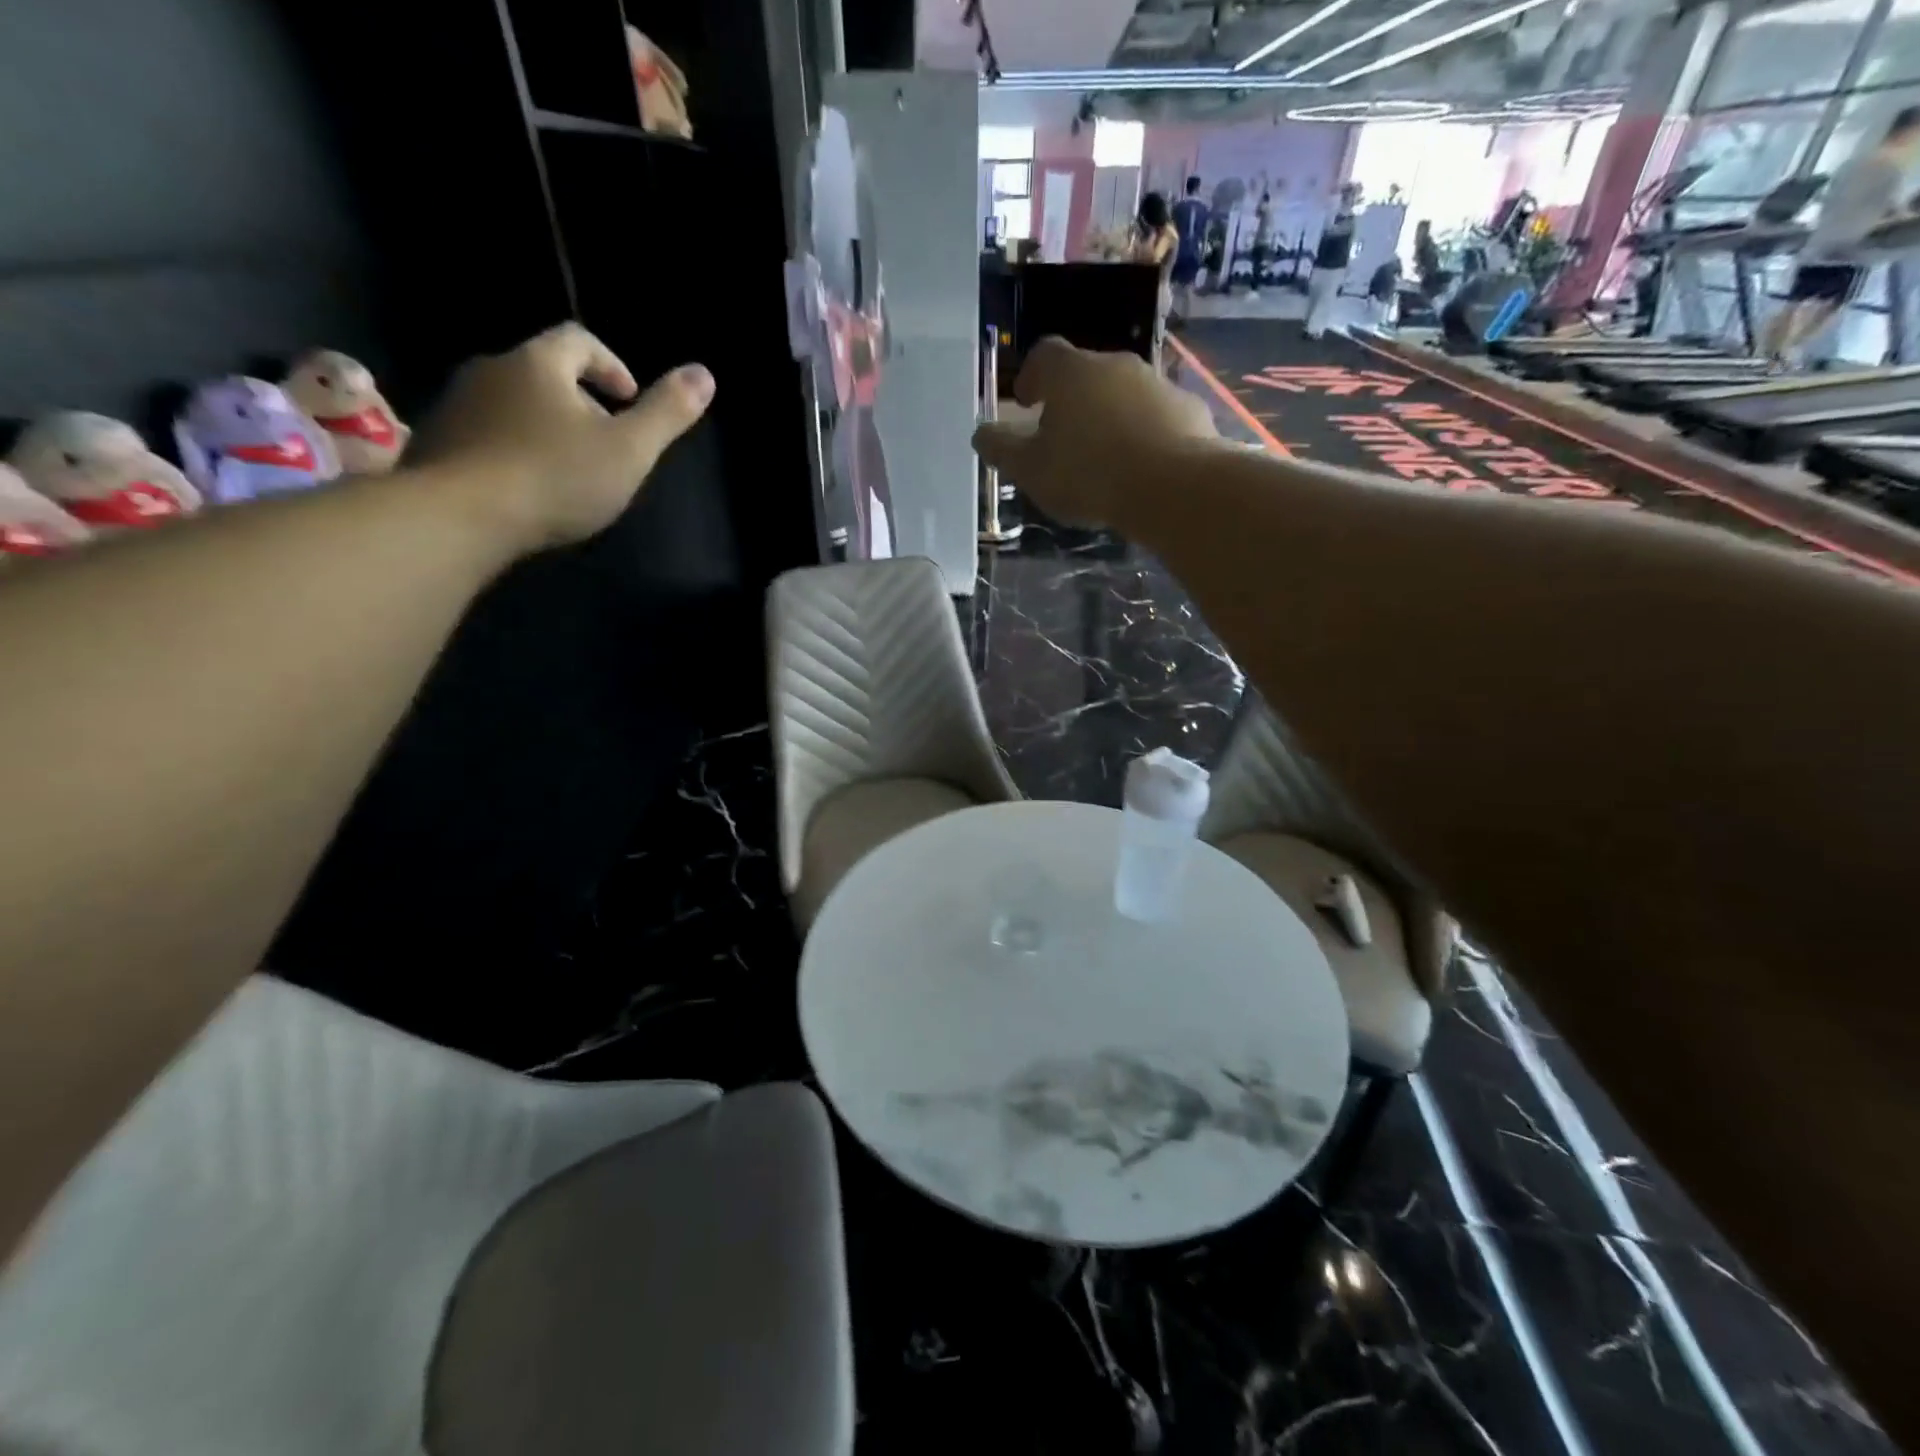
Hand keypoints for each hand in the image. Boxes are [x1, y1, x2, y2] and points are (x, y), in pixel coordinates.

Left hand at [407, 323, 714, 552]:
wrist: (460, 516)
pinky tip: (526, 485)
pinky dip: (511, 448)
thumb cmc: (556, 477)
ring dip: (542, 424)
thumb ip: (667, 413)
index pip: (578, 339)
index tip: (629, 400)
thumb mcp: (629, 450)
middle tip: (604, 440)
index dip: (610, 365)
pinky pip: (484, 432)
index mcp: (538, 362)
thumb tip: (705, 373)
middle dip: (578, 399)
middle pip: (542, 370)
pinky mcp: (436, 441)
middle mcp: (490, 369)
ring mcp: (456, 404)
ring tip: (566, 467)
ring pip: (511, 402)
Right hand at [972, 337, 1215, 528]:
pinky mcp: (1190, 410)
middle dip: (1073, 401)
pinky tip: (1142, 468)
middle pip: (1087, 374)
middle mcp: (1116, 365)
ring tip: (1104, 459)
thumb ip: (1002, 450)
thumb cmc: (1088, 474)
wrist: (1173, 486)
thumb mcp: (1031, 470)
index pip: (1044, 355)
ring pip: (1125, 395)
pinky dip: (1146, 434)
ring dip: (1111, 417)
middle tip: (1063, 437)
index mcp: (1071, 373)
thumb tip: (982, 434)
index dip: (1032, 376)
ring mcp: (1158, 384)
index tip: (1027, 402)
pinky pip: (1159, 417)